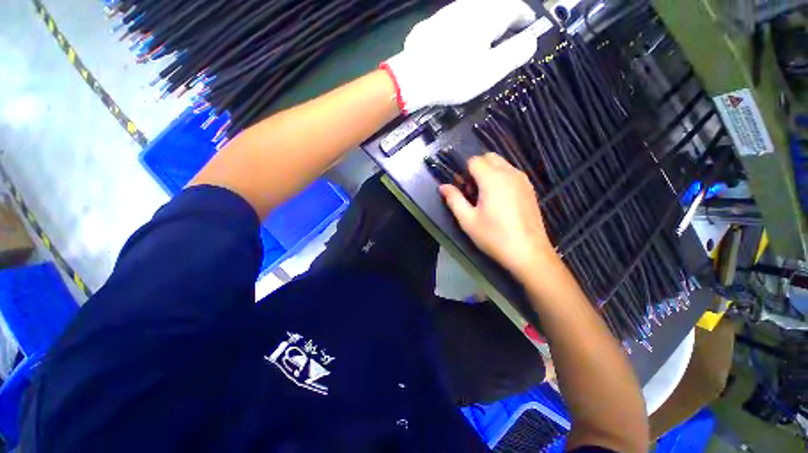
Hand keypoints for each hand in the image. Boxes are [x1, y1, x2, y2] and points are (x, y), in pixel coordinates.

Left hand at [382, 0, 538, 113]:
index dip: (525, 18)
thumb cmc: (454, 77)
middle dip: (505, 17)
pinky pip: (455, 20)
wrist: (413, 78)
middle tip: (509, 34)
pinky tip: (460, 42)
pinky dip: (465, 27)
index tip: (529, 28)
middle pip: (494, 5)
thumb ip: (513, 54)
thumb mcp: (489, 71)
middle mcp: (469, 6)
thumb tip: (531, 42)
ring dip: (485, 20)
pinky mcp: (432, 24)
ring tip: (486, 38)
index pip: (515, 7)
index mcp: (488, 16)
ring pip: (474, 9)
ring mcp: (448, 13)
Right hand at [440, 153, 555, 276]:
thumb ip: (454, 200)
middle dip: (477, 168)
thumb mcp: (468, 220)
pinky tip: (500, 199)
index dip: (464, 172)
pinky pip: (512, 173)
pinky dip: (502, 177)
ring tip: (485, 196)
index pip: (474, 160)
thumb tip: (443, 186)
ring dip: (489, 172)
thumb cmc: (494, 237)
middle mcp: (509, 173)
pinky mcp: (530, 188)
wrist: (528, 253)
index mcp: (492, 179)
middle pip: (489, 157)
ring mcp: (523, 180)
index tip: (462, 188)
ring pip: (502, 164)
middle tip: (472, 190)